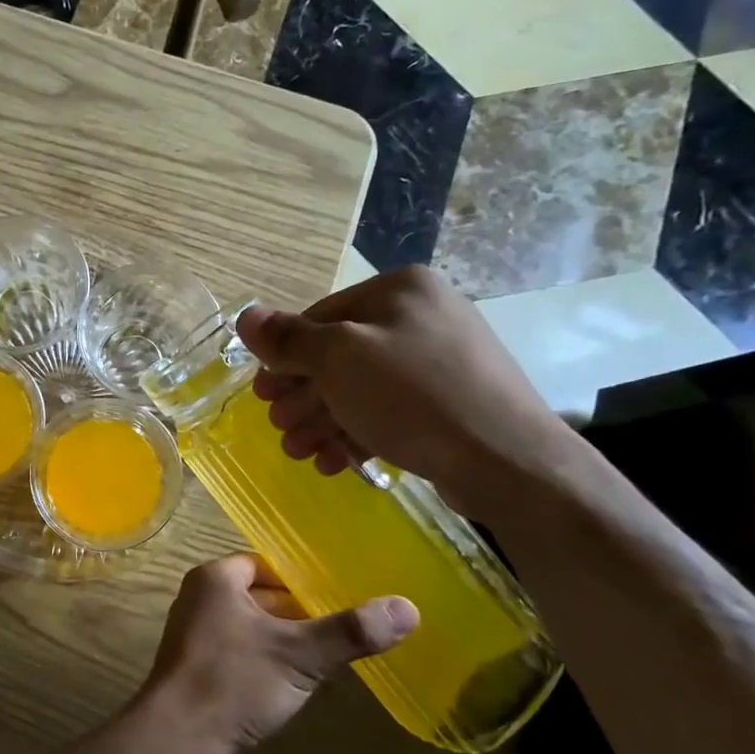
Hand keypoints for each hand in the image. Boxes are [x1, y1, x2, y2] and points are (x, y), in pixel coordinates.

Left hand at [133, 554, 416, 753]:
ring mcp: (193, 635)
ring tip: (324, 655)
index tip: (339, 595)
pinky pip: (237, 653)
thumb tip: (408, 607)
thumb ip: (350, 631)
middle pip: (258, 594)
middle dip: (296, 612)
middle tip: (341, 626)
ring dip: (281, 639)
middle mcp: (199, 598)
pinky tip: (290, 684)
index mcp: (216, 579)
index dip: (301, 579)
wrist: (178, 740)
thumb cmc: (234, 682)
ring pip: (249, 626)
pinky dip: (262, 662)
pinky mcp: (194, 669)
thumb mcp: (299, 654)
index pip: (266, 564)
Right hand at [236, 266, 575, 521]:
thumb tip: (245, 316)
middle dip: (303, 396)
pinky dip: (357, 434)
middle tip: (278, 426)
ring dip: (322, 420)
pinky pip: (390, 412)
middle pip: (340, 356)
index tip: (262, 393)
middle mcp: (422, 317)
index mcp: (400, 290)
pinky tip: (333, 463)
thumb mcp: (338, 359)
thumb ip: (289, 339)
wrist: (508, 461)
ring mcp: (440, 362)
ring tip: (298, 452)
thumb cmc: (412, 396)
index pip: (321, 316)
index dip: (285, 356)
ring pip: (362, 388)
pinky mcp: (450, 404)